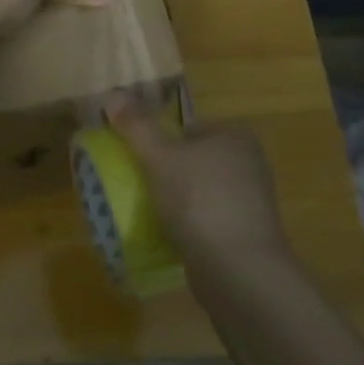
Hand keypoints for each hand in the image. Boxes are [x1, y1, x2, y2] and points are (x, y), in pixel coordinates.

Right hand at [105, 95, 293, 268]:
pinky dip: (189, 226)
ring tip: (149, 215)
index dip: (159, 143)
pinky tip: (169, 238)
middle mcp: (249, 163)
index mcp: (235, 136)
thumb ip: (136, 126)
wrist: (238, 270)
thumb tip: (112, 95)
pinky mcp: (246, 234)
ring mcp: (251, 201)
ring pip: (199, 192)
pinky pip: (207, 221)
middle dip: (166, 174)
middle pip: (192, 161)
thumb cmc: (199, 201)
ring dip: (176, 202)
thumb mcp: (160, 157)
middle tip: (138, 189)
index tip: (136, 162)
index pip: (188, 129)